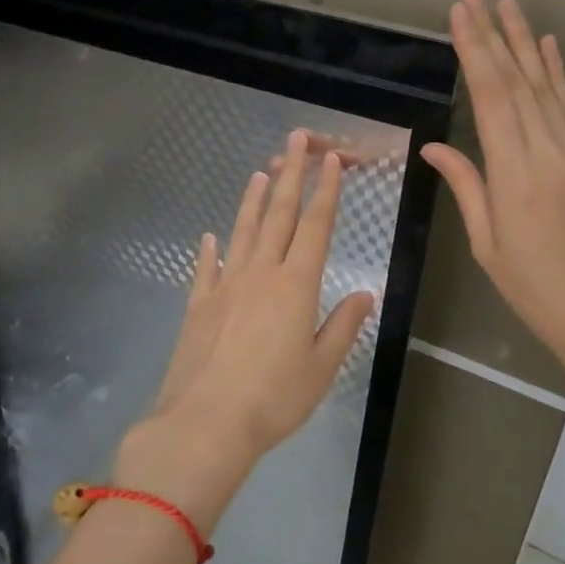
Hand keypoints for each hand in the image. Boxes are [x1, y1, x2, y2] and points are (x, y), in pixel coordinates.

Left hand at [114, 129, 375, 533]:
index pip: (316, 227)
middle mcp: (261, 274)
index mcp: (297, 285)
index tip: (331, 161)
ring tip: (262, 173)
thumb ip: (343, 326)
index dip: (326, 191)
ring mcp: (225, 286)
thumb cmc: (274, 398)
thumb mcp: (322, 367)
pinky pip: (206, 268)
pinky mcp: (198, 305)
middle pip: (280, 215)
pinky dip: (210, 249)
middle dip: (292, 175)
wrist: (205, 423)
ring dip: (253, 201)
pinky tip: (209, 236)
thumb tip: (365, 293)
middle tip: (295, 140)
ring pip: (243, 232)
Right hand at [421, 0, 564, 376]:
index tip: (460, 15)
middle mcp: (547, 151)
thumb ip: (467, 187)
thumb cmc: (533, 287)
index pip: (491, 97)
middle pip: (517, 82)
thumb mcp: (487, 244)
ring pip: (546, 87)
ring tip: (509, 6)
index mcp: (515, 174)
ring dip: (526, 44)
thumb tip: (436, 147)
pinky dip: (558, 74)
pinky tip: (548, 48)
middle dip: (493, 36)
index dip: (474, 52)